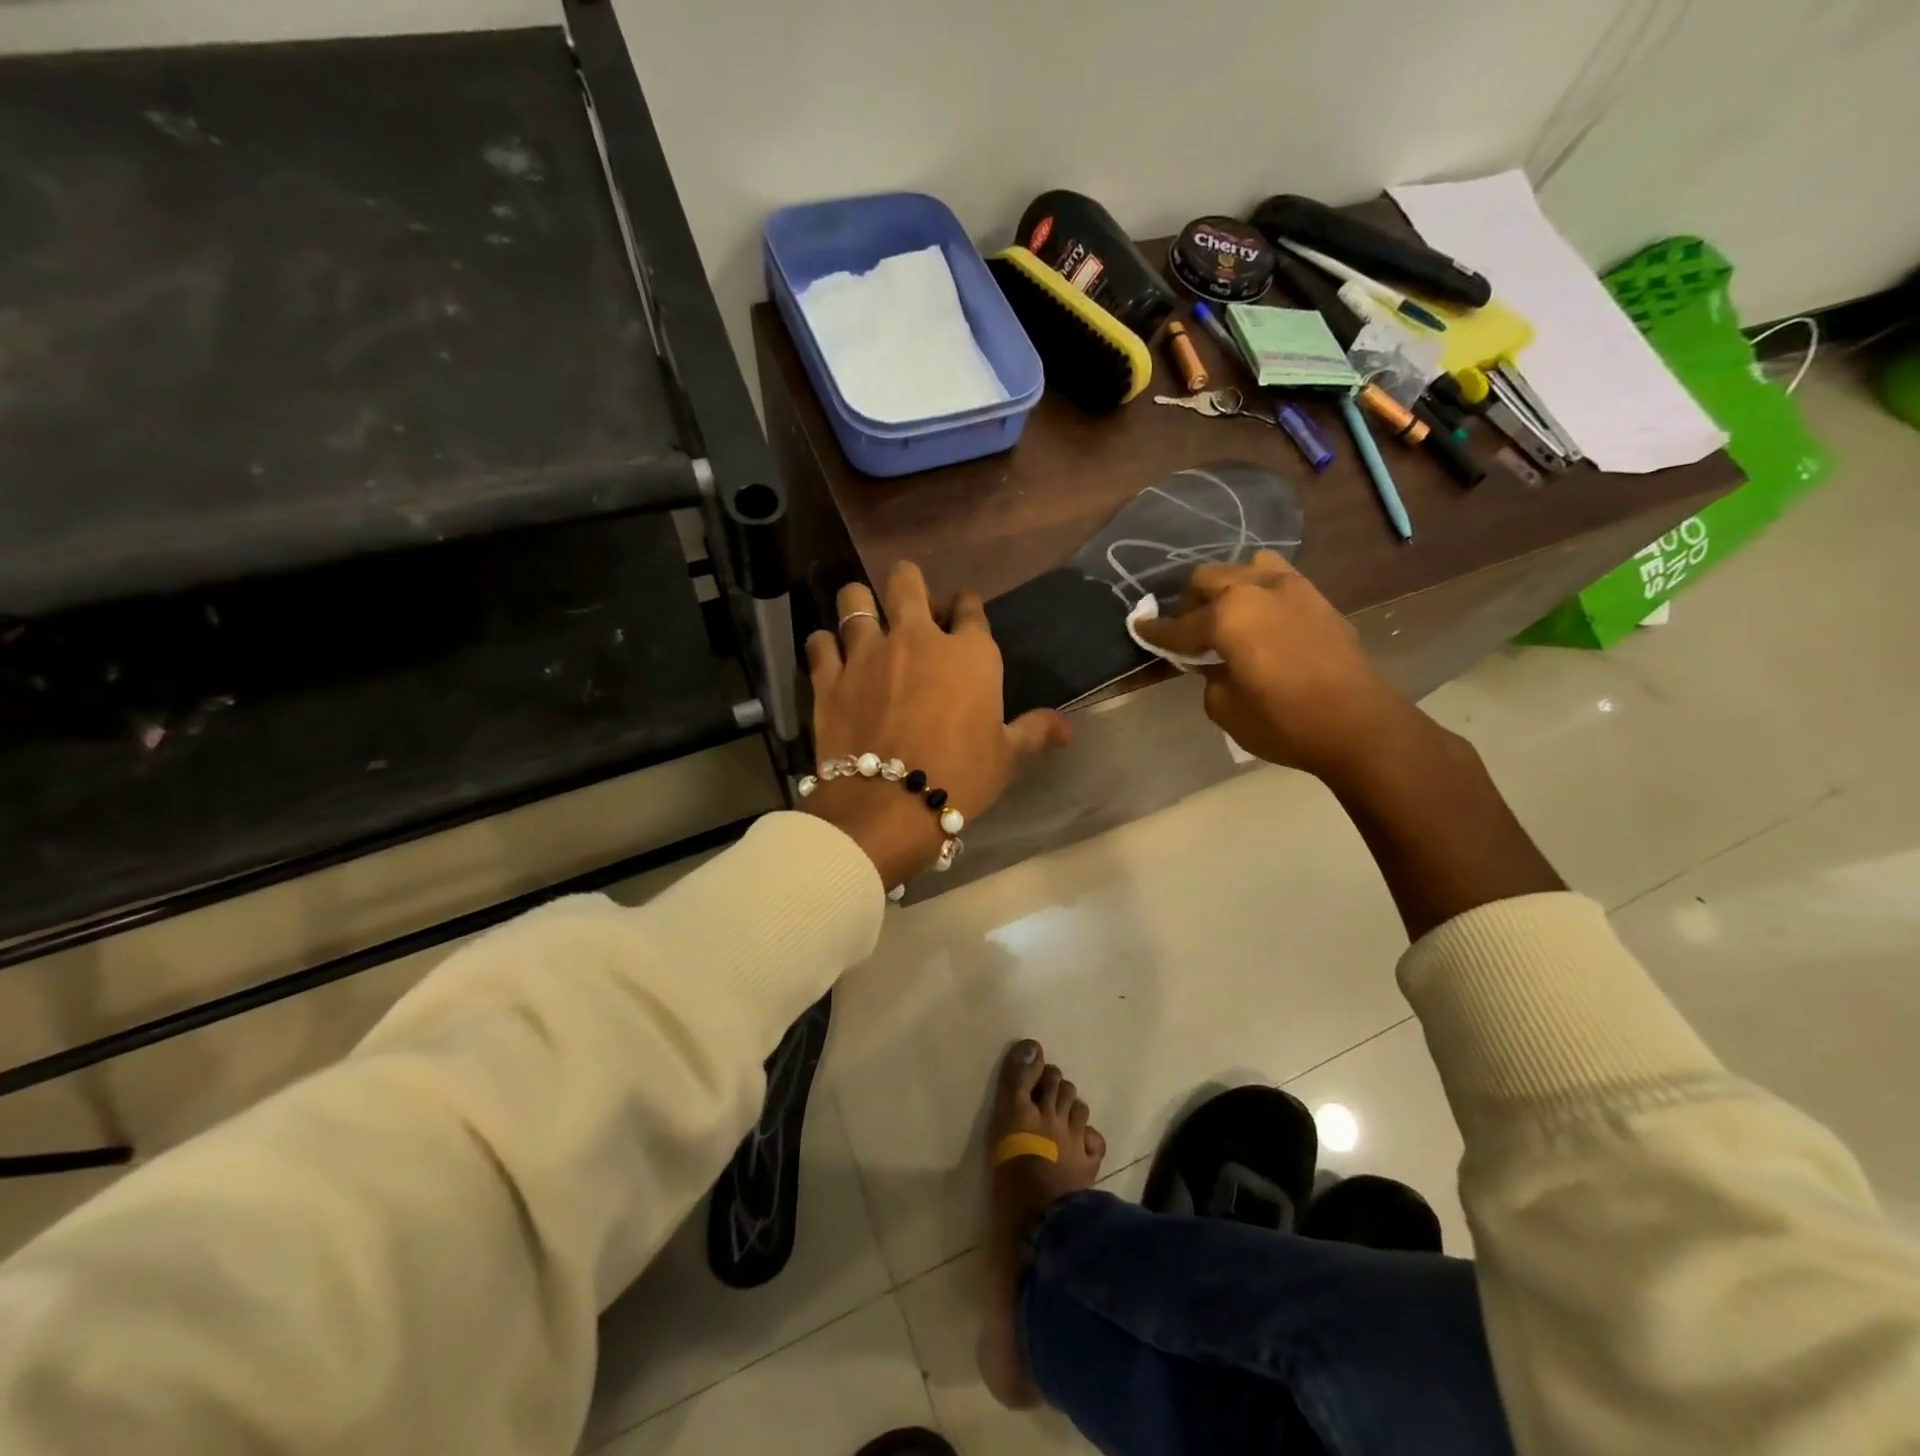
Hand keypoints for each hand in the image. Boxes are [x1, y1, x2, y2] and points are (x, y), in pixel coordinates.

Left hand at [804, 562, 1070, 888]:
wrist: (890, 805)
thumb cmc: (961, 777)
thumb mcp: (1006, 757)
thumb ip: (1035, 731)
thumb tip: (1068, 727)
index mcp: (968, 652)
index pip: (970, 607)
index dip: (966, 607)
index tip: (962, 616)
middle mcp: (916, 638)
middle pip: (907, 581)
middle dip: (909, 585)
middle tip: (910, 607)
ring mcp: (867, 653)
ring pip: (854, 600)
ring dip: (860, 604)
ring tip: (863, 619)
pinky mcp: (829, 678)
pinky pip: (820, 643)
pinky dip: (825, 645)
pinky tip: (831, 656)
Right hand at [1134, 551, 1423, 784]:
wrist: (1359, 724)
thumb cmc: (1283, 722)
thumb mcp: (1225, 708)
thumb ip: (1209, 676)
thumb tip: (1215, 664)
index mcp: (1227, 617)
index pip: (1179, 625)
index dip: (1156, 632)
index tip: (1138, 628)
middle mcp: (1256, 590)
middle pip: (1208, 579)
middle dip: (1190, 604)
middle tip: (1188, 633)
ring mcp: (1292, 588)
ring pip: (1245, 568)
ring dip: (1227, 588)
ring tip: (1228, 617)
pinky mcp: (1317, 598)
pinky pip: (1277, 578)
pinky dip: (1258, 591)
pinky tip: (1260, 617)